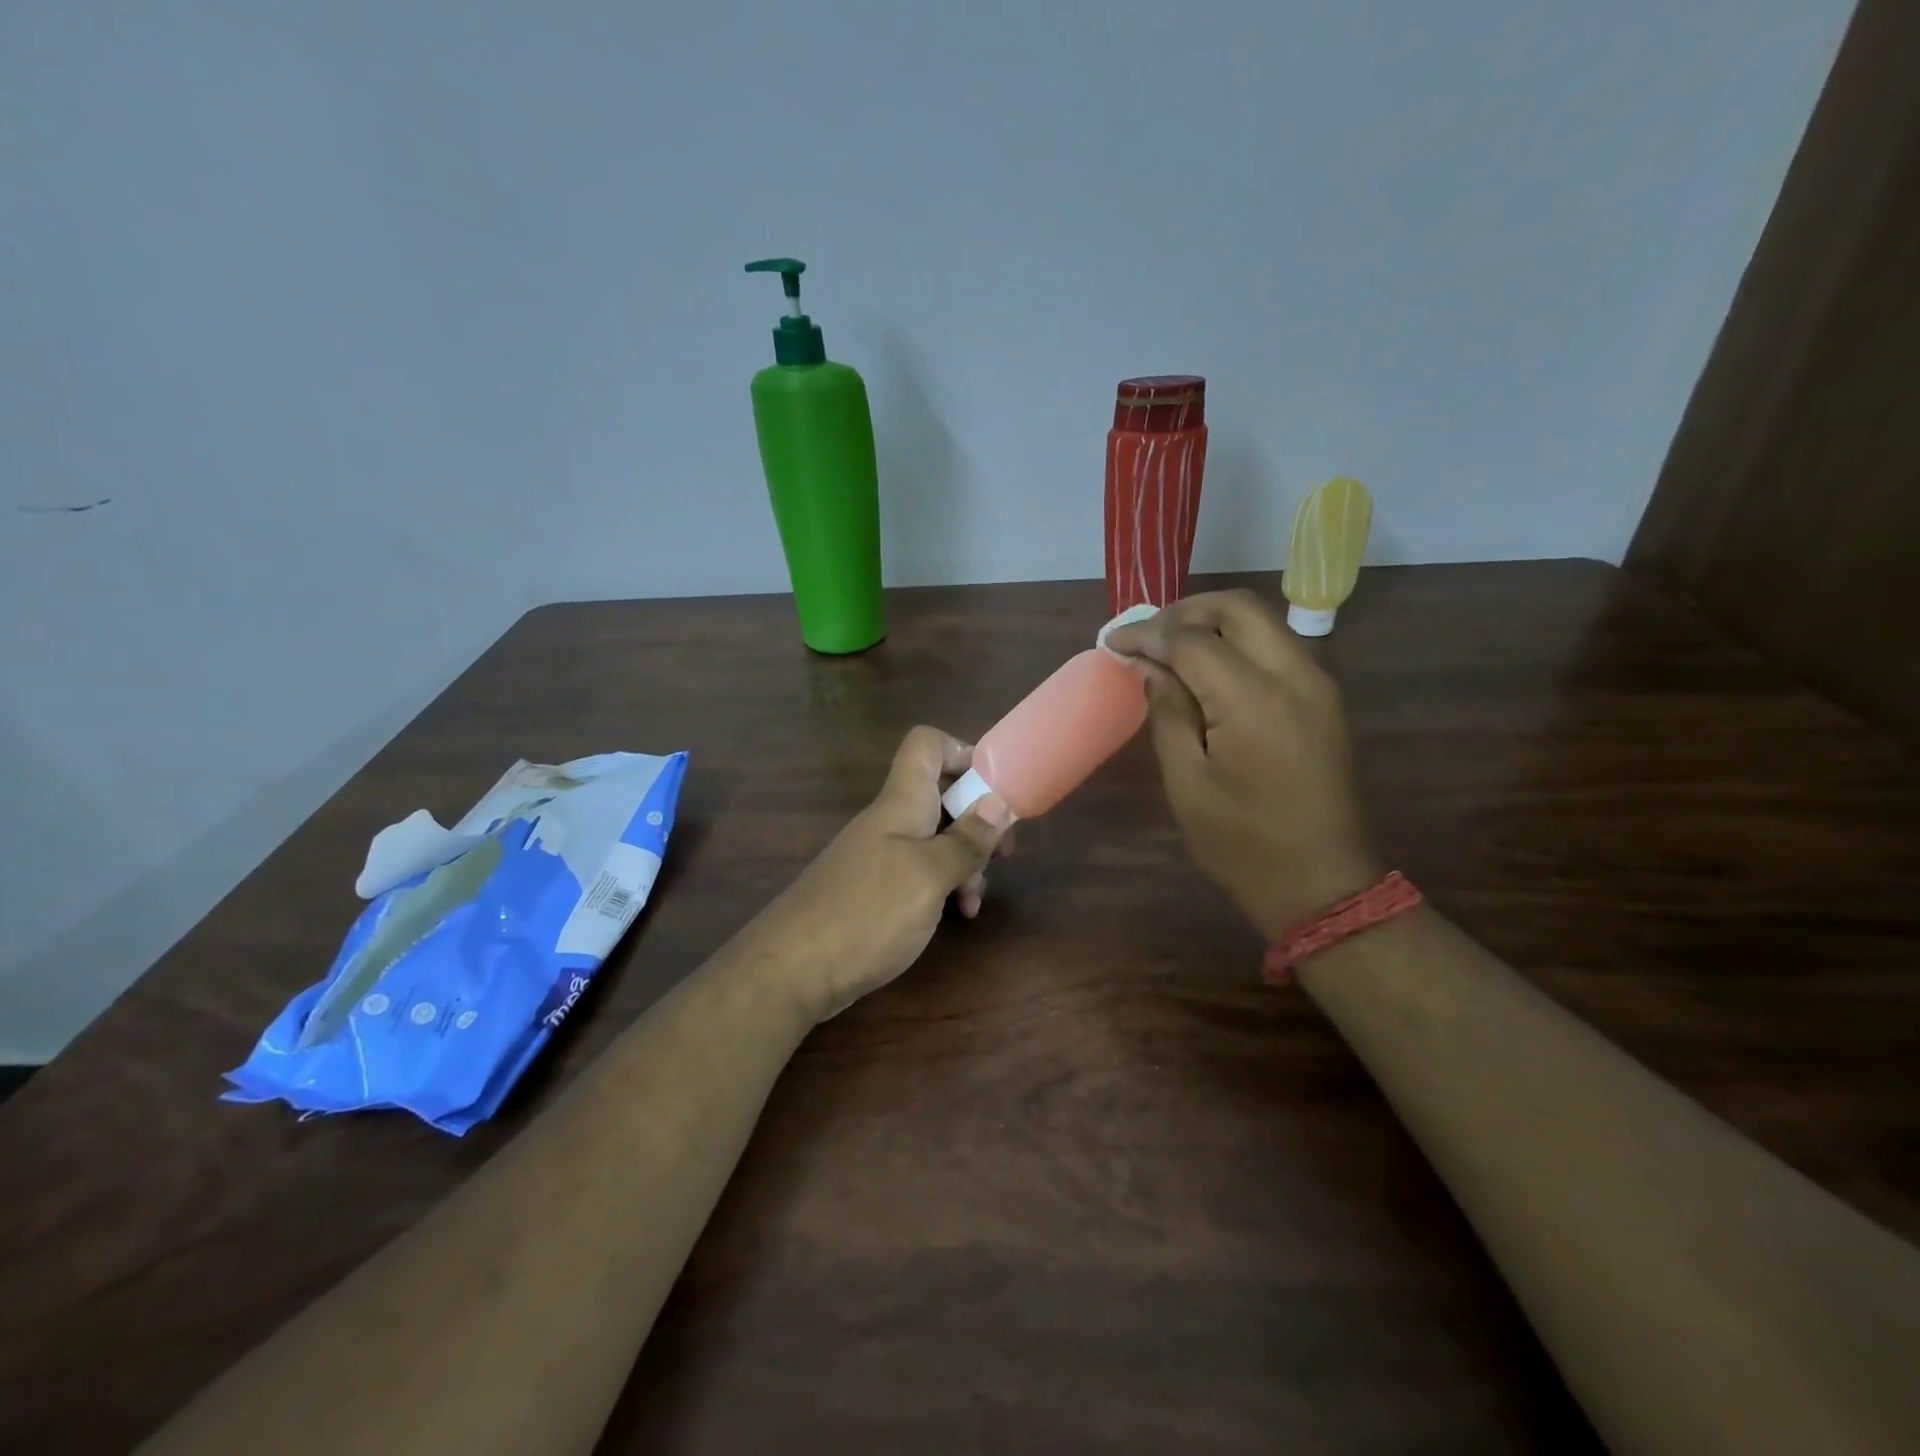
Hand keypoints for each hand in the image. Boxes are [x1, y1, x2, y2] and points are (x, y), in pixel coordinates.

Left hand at [751, 726, 1014, 1023]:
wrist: (792, 971)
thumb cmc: (867, 914)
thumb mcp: (929, 877)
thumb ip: (966, 840)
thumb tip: (999, 802)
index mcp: (902, 803)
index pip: (927, 745)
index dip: (962, 752)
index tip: (994, 788)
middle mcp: (891, 821)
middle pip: (941, 793)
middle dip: (978, 819)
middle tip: (1004, 853)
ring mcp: (881, 855)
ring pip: (935, 837)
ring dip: (965, 860)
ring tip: (975, 899)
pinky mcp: (875, 889)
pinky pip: (920, 871)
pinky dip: (943, 885)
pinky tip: (958, 915)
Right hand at [1107, 589, 1381, 938]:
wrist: (1324, 884)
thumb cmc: (1242, 843)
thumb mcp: (1187, 783)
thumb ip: (1167, 712)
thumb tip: (1148, 666)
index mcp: (1253, 700)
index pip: (1191, 639)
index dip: (1146, 634)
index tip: (1111, 643)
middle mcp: (1294, 676)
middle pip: (1237, 608)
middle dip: (1183, 611)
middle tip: (1145, 635)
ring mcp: (1318, 685)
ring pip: (1262, 622)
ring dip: (1212, 623)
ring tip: (1169, 649)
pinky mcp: (1325, 700)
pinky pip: (1277, 648)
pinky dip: (1238, 643)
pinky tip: (1207, 671)